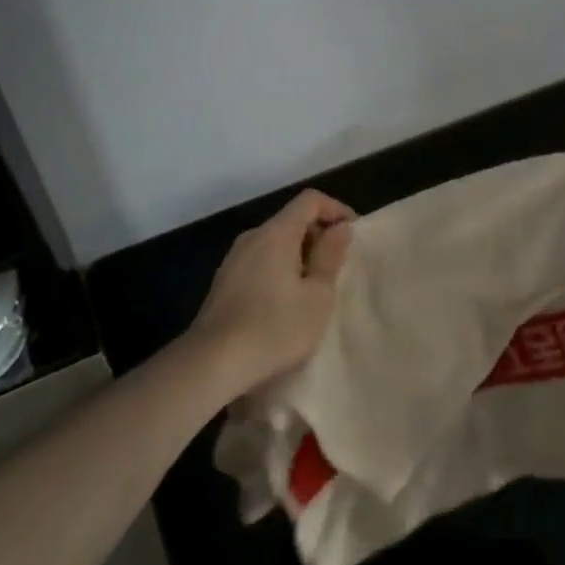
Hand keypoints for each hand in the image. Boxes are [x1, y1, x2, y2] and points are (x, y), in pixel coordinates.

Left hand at [190, 189, 354, 394]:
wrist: (211, 364)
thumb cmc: (275, 328)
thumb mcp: (318, 295)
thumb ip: (331, 256)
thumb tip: (340, 228)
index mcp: (276, 233)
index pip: (310, 200)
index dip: (336, 209)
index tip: (353, 234)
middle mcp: (252, 237)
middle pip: (291, 220)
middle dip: (319, 236)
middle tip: (338, 267)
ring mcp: (233, 260)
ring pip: (275, 243)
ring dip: (300, 256)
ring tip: (315, 289)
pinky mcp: (223, 283)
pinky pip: (260, 262)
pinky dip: (280, 270)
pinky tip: (286, 304)